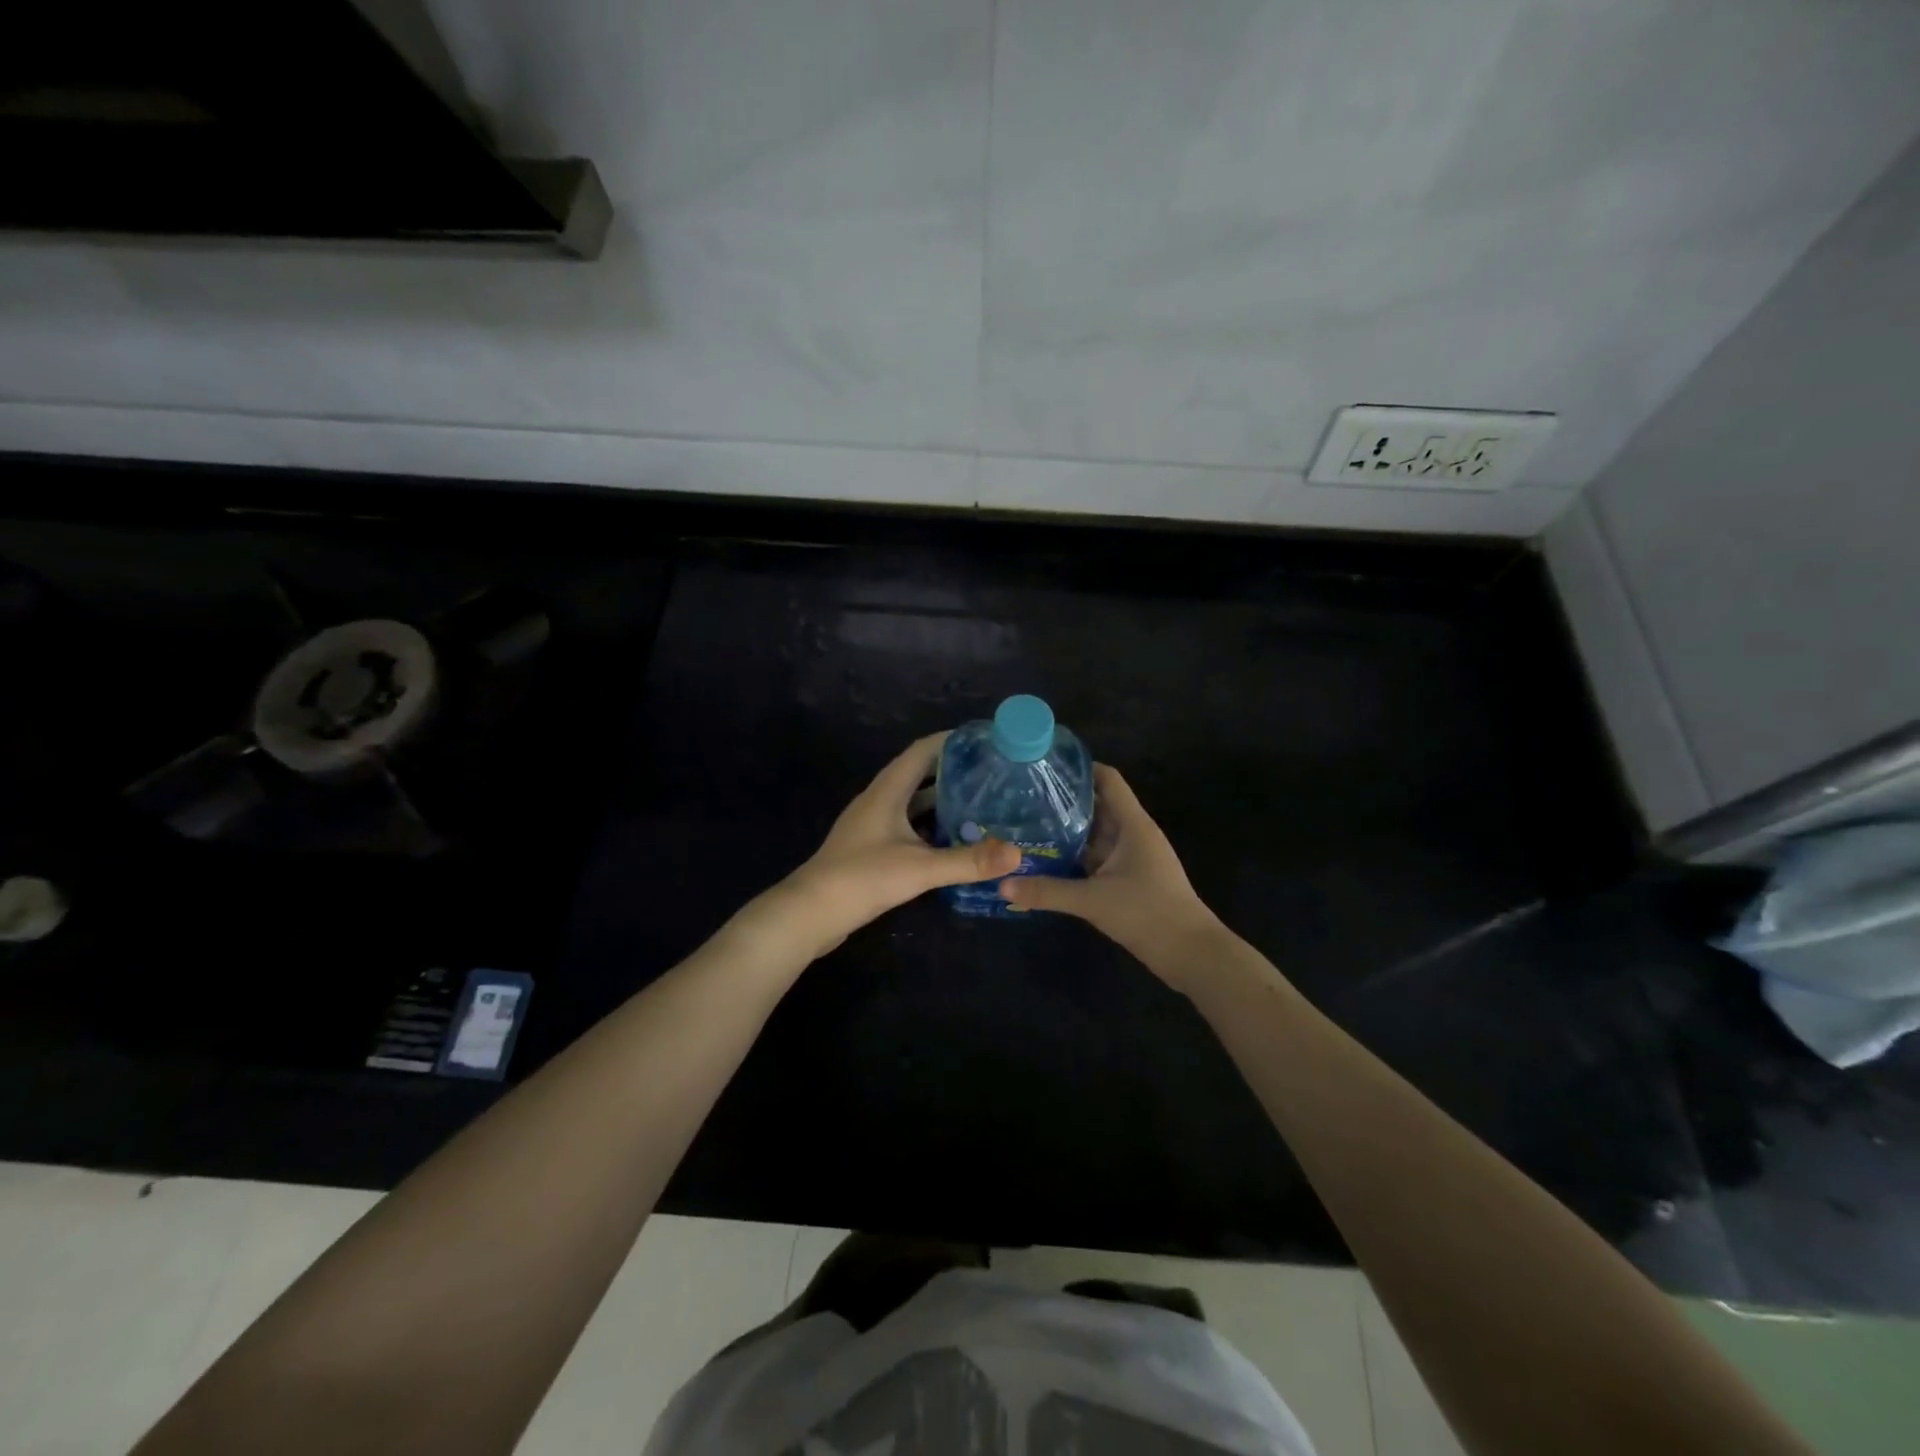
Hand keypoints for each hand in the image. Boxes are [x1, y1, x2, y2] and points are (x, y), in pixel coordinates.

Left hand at [766, 733, 1021, 959]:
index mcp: (887, 791)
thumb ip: (969, 861)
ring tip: (982, 805)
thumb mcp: (920, 868)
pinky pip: (908, 828)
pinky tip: (955, 841)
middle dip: (955, 773)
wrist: (810, 913)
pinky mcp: (872, 849)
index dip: (951, 741)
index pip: (922, 751)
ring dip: (944, 803)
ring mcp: (873, 826)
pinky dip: (932, 829)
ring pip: (914, 805)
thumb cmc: (862, 878)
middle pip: (920, 776)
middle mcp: (879, 801)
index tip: (984, 740)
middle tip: (993, 776)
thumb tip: (1017, 854)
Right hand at [996, 764, 1220, 968]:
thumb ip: (1047, 891)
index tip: (1046, 767)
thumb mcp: (1093, 900)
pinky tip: (1049, 861)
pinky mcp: (1130, 880)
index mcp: (1133, 824)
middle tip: (1024, 799)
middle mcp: (1133, 834)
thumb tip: (1002, 886)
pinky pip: (1098, 858)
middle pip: (1098, 805)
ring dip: (1068, 831)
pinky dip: (1076, 857)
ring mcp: (1133, 858)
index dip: (1080, 768)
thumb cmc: (1147, 913)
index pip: (1108, 780)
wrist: (1191, 954)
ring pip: (1096, 834)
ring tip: (1028, 826)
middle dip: (1064, 802)